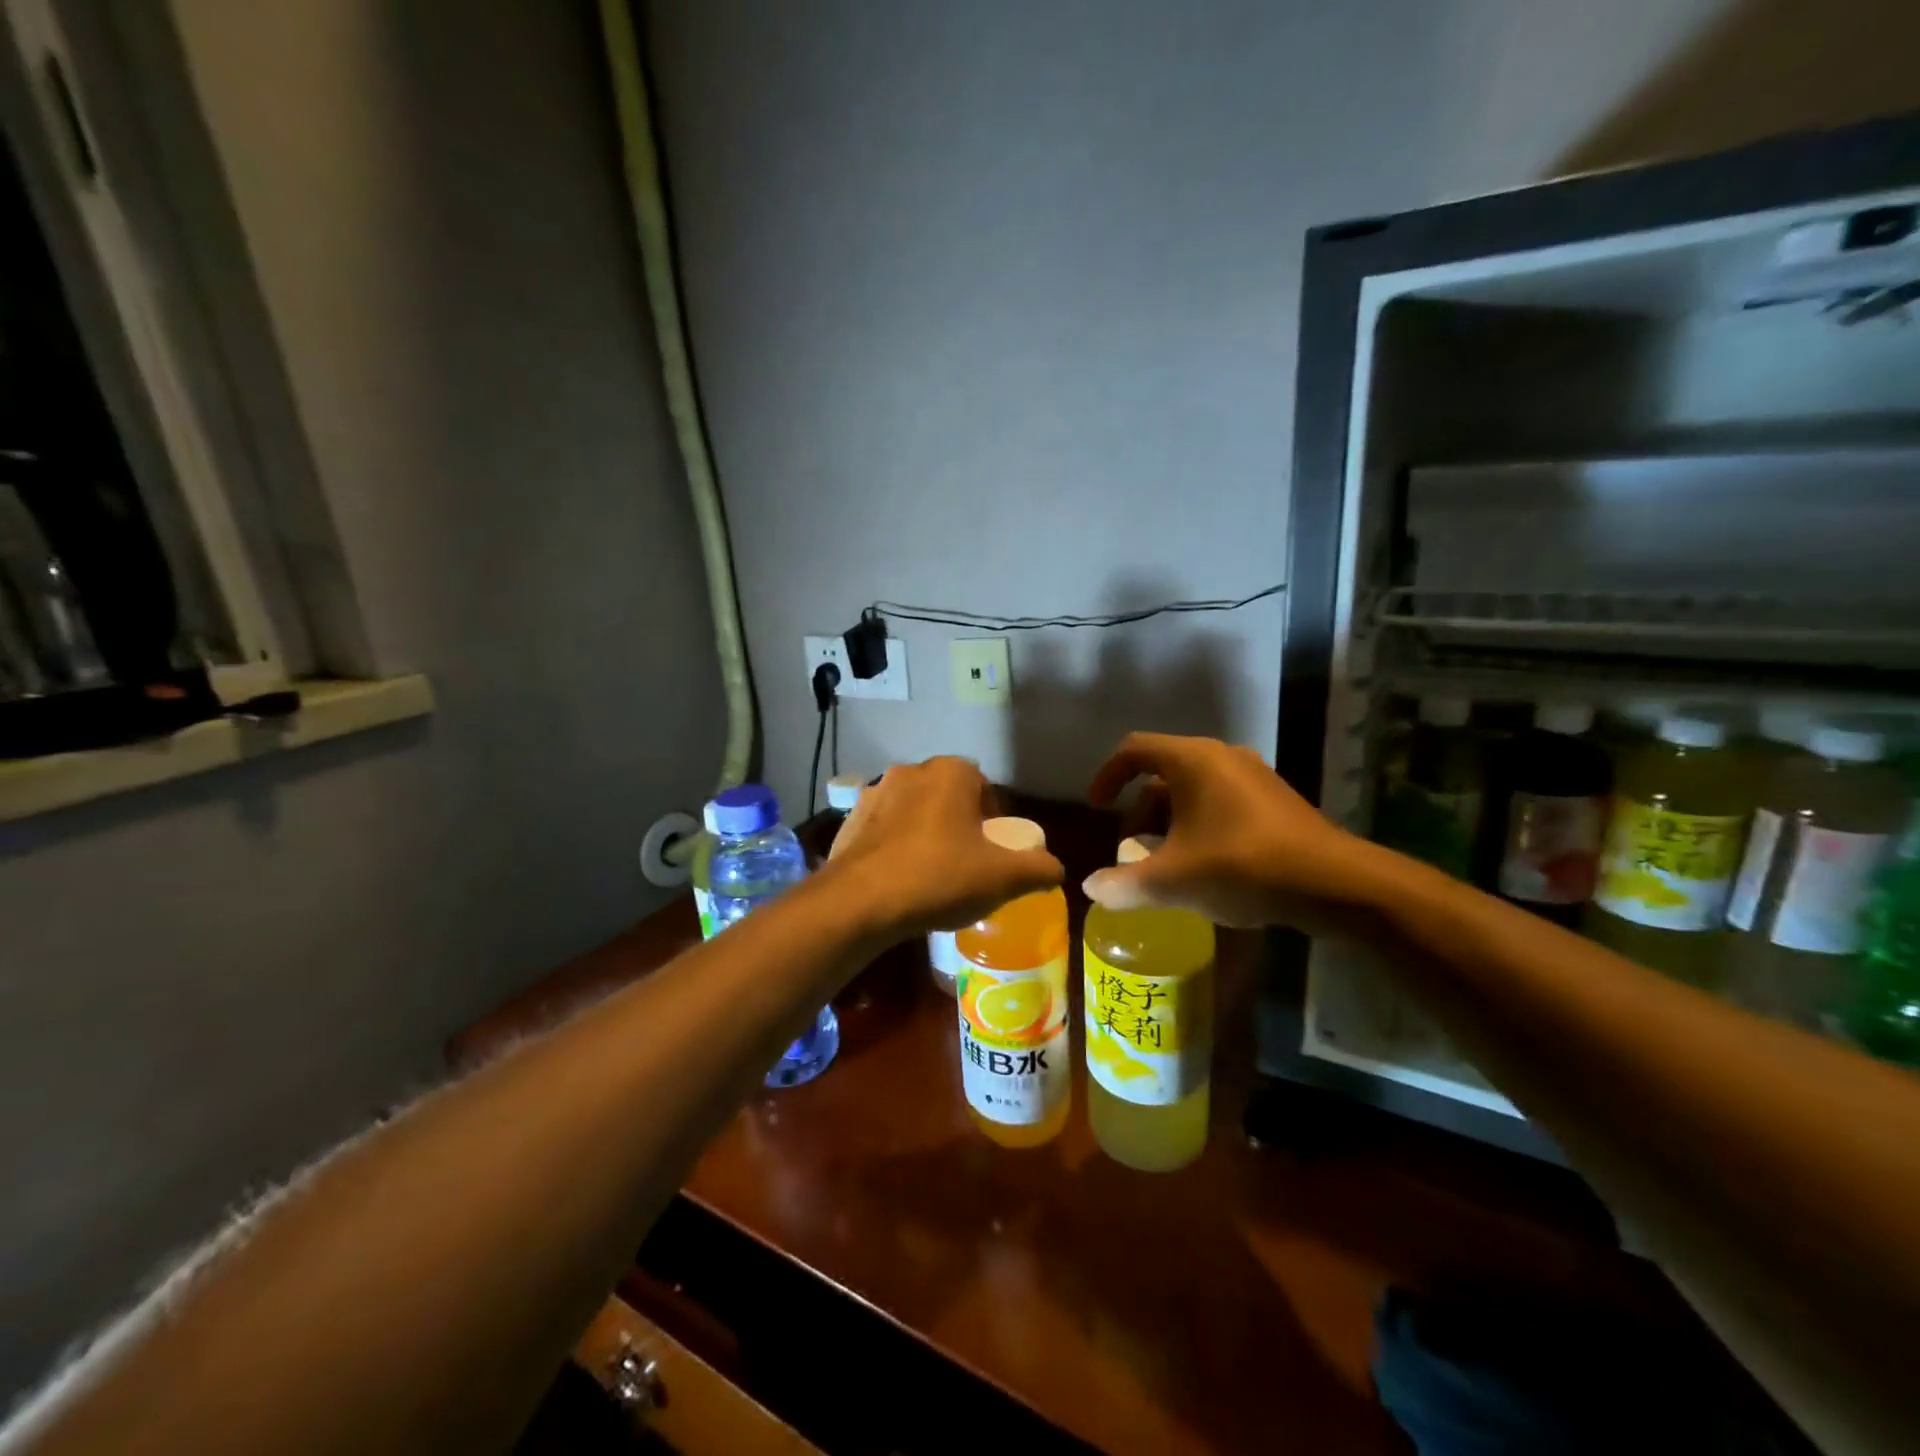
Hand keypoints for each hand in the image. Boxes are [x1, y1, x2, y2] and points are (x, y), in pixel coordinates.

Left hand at [827, 757, 1063, 936]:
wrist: (860, 902)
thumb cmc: (939, 877)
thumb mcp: (1003, 878)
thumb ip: (1039, 868)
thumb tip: (1056, 868)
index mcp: (950, 772)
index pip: (984, 787)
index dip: (994, 819)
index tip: (994, 852)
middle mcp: (910, 771)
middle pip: (947, 796)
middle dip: (959, 824)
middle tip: (967, 863)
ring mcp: (874, 794)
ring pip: (913, 811)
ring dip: (925, 833)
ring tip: (932, 874)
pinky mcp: (848, 820)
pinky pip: (884, 830)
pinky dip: (895, 847)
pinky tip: (899, 879)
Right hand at [1083, 732, 1378, 928]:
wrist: (1333, 884)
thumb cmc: (1242, 867)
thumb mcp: (1174, 881)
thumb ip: (1125, 884)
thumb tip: (1091, 888)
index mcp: (1192, 761)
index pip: (1134, 750)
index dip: (1107, 776)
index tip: (1097, 807)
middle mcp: (1222, 757)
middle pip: (1163, 774)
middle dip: (1139, 811)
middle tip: (1131, 849)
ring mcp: (1253, 776)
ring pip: (1193, 790)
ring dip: (1169, 821)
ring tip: (1165, 862)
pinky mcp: (1274, 800)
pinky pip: (1220, 801)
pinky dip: (1198, 825)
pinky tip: (1204, 866)